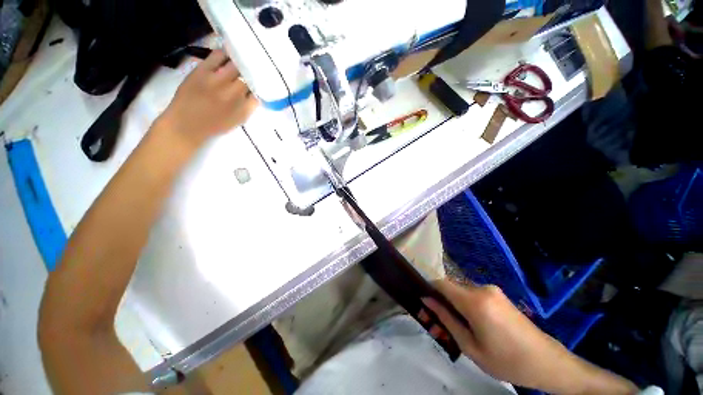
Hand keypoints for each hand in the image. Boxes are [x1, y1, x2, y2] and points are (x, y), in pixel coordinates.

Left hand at [158, 49, 258, 146]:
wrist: (186, 125)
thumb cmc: (213, 125)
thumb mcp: (238, 120)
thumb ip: (249, 106)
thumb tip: (255, 92)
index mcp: (245, 108)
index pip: (258, 91)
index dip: (259, 85)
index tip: (258, 83)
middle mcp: (234, 93)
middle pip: (249, 76)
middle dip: (251, 72)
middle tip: (250, 68)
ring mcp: (218, 80)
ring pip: (236, 64)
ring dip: (239, 62)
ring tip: (239, 59)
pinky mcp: (203, 71)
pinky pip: (218, 56)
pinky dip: (224, 54)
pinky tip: (225, 55)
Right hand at [424, 280, 637, 393]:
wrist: (548, 362)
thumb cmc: (507, 361)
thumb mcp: (471, 346)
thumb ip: (446, 319)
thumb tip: (427, 300)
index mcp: (474, 301)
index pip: (441, 283)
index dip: (429, 288)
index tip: (423, 301)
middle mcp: (482, 288)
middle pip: (451, 287)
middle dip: (442, 300)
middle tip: (441, 321)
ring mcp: (492, 290)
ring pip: (462, 290)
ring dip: (455, 303)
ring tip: (460, 326)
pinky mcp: (498, 294)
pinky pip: (473, 293)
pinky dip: (466, 304)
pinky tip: (475, 323)